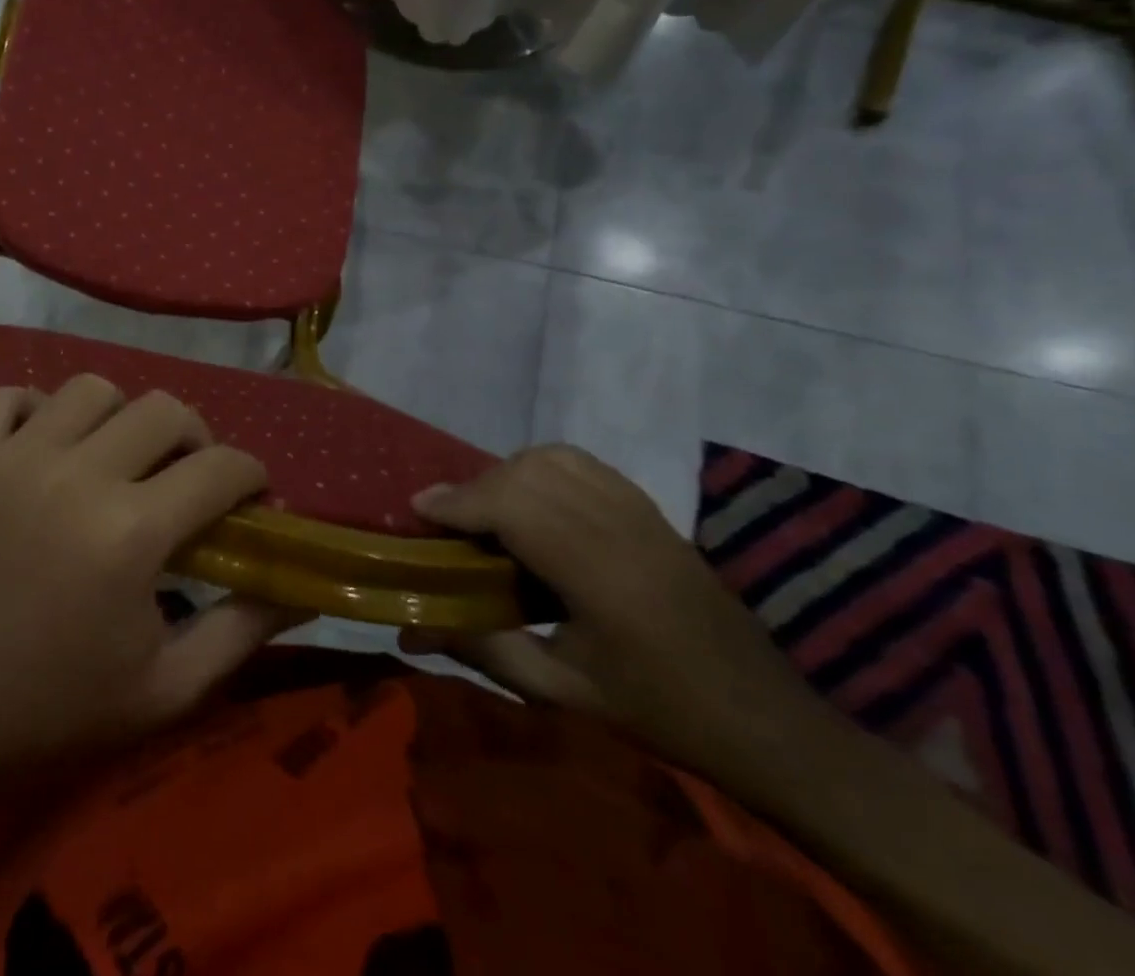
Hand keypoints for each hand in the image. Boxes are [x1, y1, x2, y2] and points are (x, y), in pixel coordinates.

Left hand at [0, 377, 303, 783]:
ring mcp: (9, 460)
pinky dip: (31, 410)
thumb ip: (242, 630)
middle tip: (183, 474)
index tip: (249, 494)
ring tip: (110, 457)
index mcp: (131, 532)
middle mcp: (75, 476)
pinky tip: (40, 446)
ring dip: (116, 418)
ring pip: (88, 390)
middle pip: (163, 409)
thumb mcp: (168, 689)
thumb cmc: (59, 708)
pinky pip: (4, 397)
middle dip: (192, 438)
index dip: (250, 475)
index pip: (221, 467)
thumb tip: (300, 588)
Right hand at [400, 445, 846, 795]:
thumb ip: (484, 651)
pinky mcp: (651, 509)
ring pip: (554, 458)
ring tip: (487, 510)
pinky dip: (542, 468)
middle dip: (475, 487)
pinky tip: (532, 501)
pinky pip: (583, 464)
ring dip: (507, 473)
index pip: (515, 507)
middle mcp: (619, 528)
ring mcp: (640, 512)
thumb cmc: (661, 713)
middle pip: (528, 473)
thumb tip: (411, 632)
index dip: (459, 501)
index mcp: (599, 576)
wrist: (766, 719)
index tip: (418, 510)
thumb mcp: (563, 693)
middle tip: (447, 520)